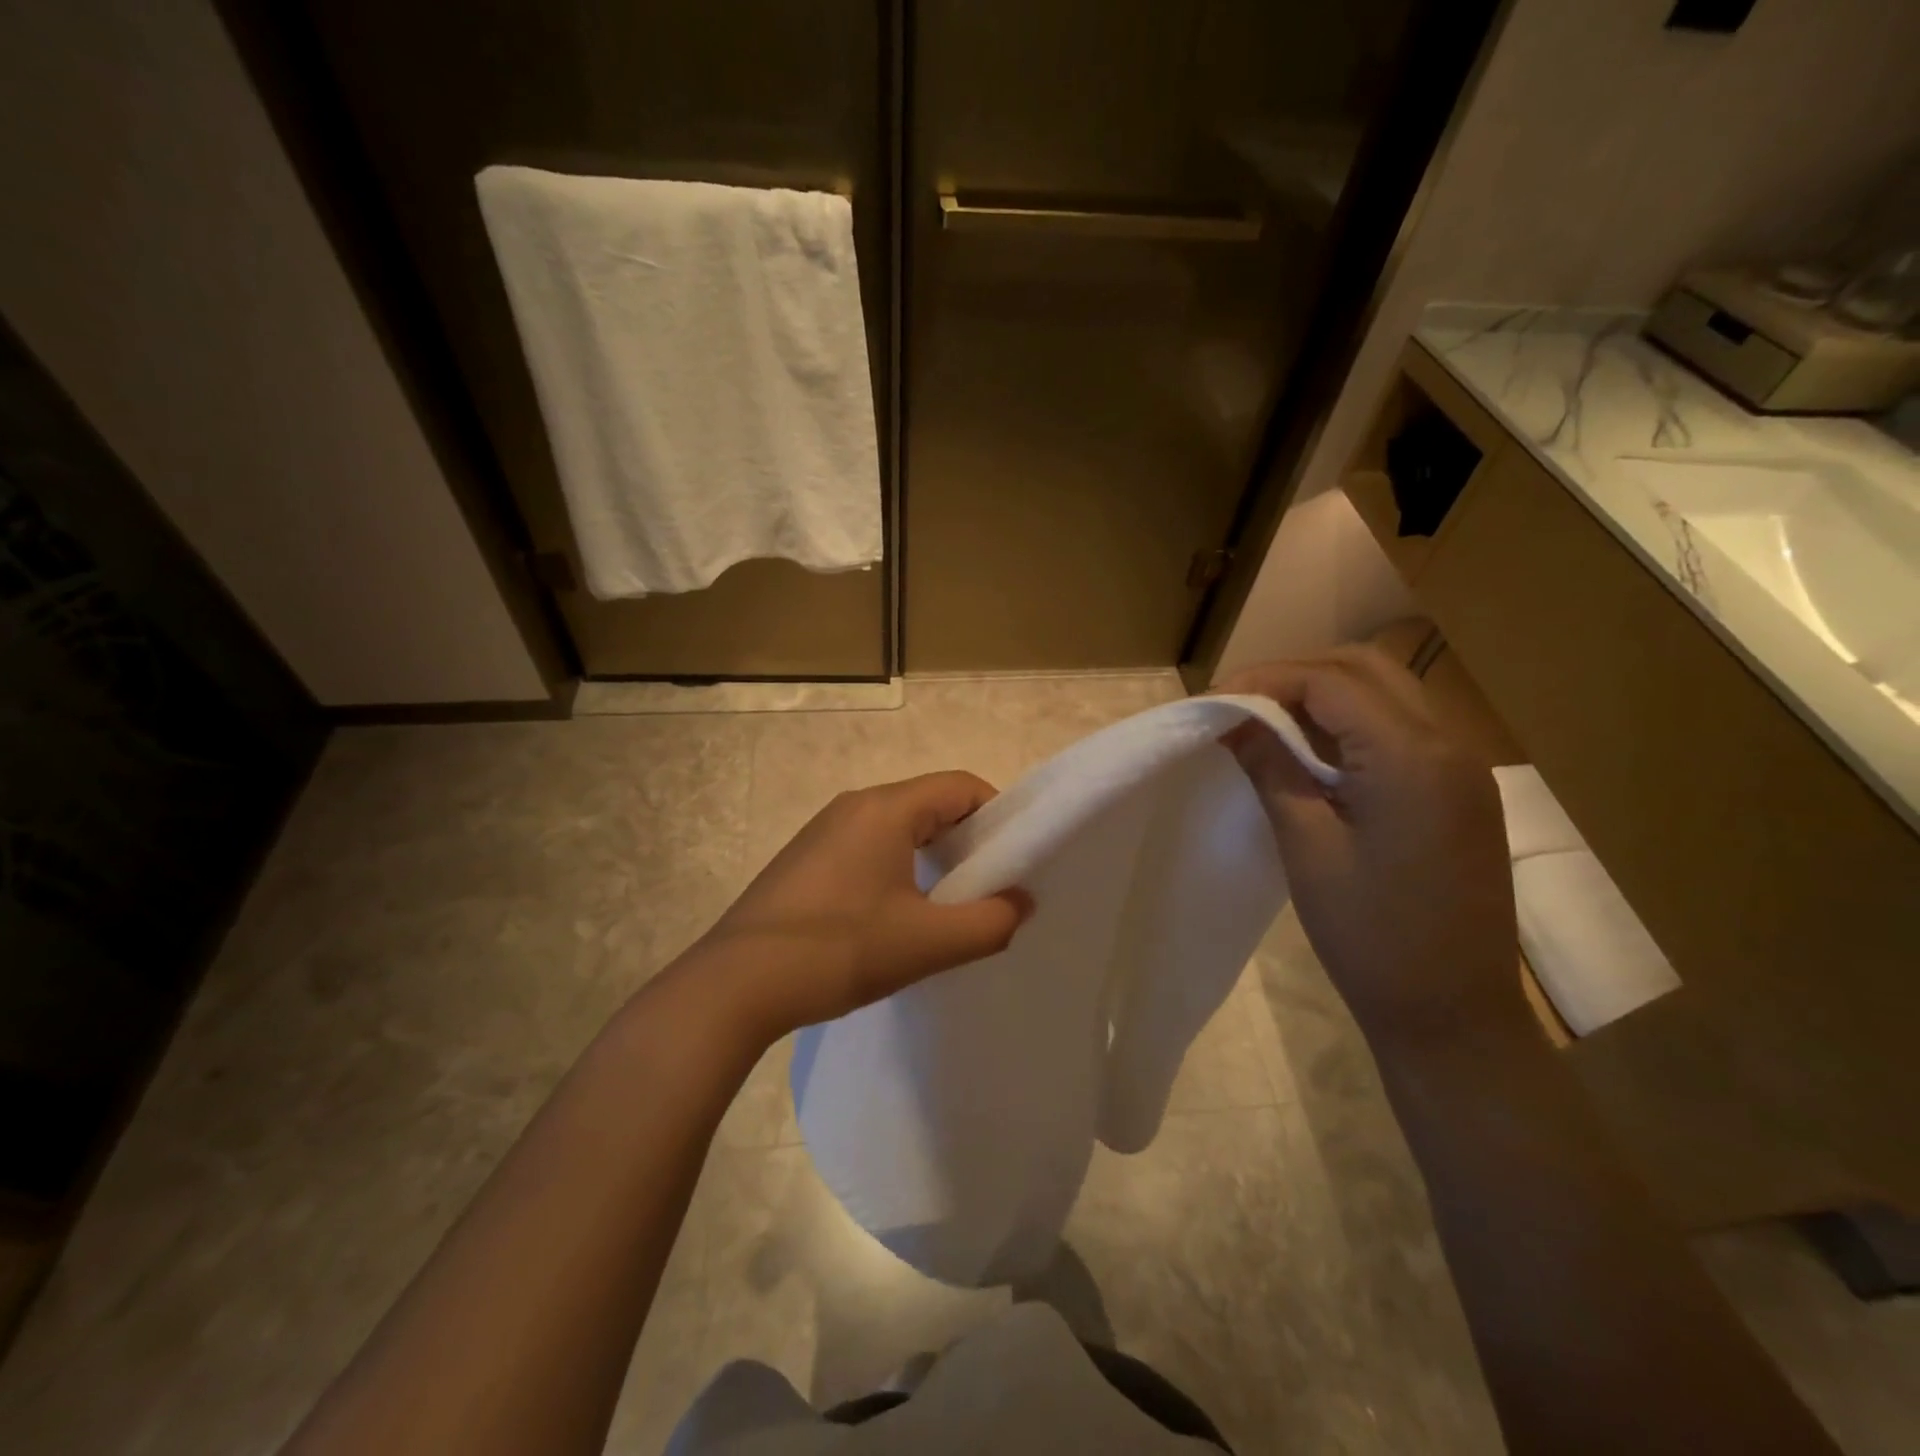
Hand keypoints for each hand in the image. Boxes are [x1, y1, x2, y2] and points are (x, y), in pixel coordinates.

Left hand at [692, 772, 1031, 1042]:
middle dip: (967, 840)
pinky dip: (897, 868)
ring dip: (931, 857)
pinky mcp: (804, 860)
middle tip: (986, 888)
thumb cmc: (839, 951)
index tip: (1014, 861)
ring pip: (898, 828)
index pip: (961, 786)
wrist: (735, 986)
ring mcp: (823, 831)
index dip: (997, 816)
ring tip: (945, 907)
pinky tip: (893, 917)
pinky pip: (867, 847)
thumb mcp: (928, 943)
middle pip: (930, 804)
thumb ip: (990, 923)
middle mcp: (853, 805)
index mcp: (885, 808)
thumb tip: (1021, 902)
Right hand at [1220, 647, 1521, 1043]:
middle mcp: (1449, 745)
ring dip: (1323, 695)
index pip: (1331, 681)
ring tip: (1266, 723)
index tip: (1214, 702)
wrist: (1453, 1015)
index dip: (1266, 680)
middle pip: (1365, 669)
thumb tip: (1233, 720)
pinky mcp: (1459, 791)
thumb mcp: (1308, 847)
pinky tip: (1312, 753)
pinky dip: (1350, 724)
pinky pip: (1401, 729)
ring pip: (1387, 693)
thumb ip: (1272, 769)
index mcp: (1412, 758)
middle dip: (1295, 675)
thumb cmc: (1371, 937)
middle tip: (1239, 705)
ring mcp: (1462, 767)